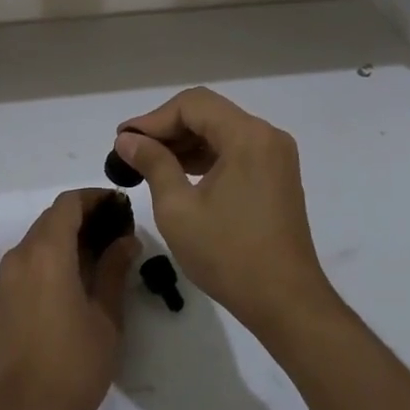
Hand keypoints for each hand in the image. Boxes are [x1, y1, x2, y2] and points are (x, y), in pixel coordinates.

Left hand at [0, 189, 136, 409]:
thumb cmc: (74, 364)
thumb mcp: (105, 316)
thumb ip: (114, 270)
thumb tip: (127, 240)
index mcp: (46, 251)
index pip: (68, 204)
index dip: (94, 198)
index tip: (119, 205)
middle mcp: (20, 254)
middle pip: (51, 218)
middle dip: (83, 217)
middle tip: (116, 230)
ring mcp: (6, 276)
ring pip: (38, 239)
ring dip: (66, 237)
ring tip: (101, 254)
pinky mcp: (1, 298)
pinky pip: (28, 261)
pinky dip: (51, 256)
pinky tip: (75, 278)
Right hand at [115, 88, 333, 337]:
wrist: (286, 303)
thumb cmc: (228, 254)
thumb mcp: (178, 208)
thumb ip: (152, 164)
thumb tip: (127, 140)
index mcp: (247, 136)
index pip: (191, 105)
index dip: (152, 119)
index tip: (123, 141)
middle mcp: (266, 136)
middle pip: (207, 113)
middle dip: (166, 128)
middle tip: (131, 150)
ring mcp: (275, 156)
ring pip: (220, 130)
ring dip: (184, 142)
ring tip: (147, 163)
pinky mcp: (276, 176)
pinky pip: (234, 150)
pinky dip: (205, 156)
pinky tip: (178, 174)